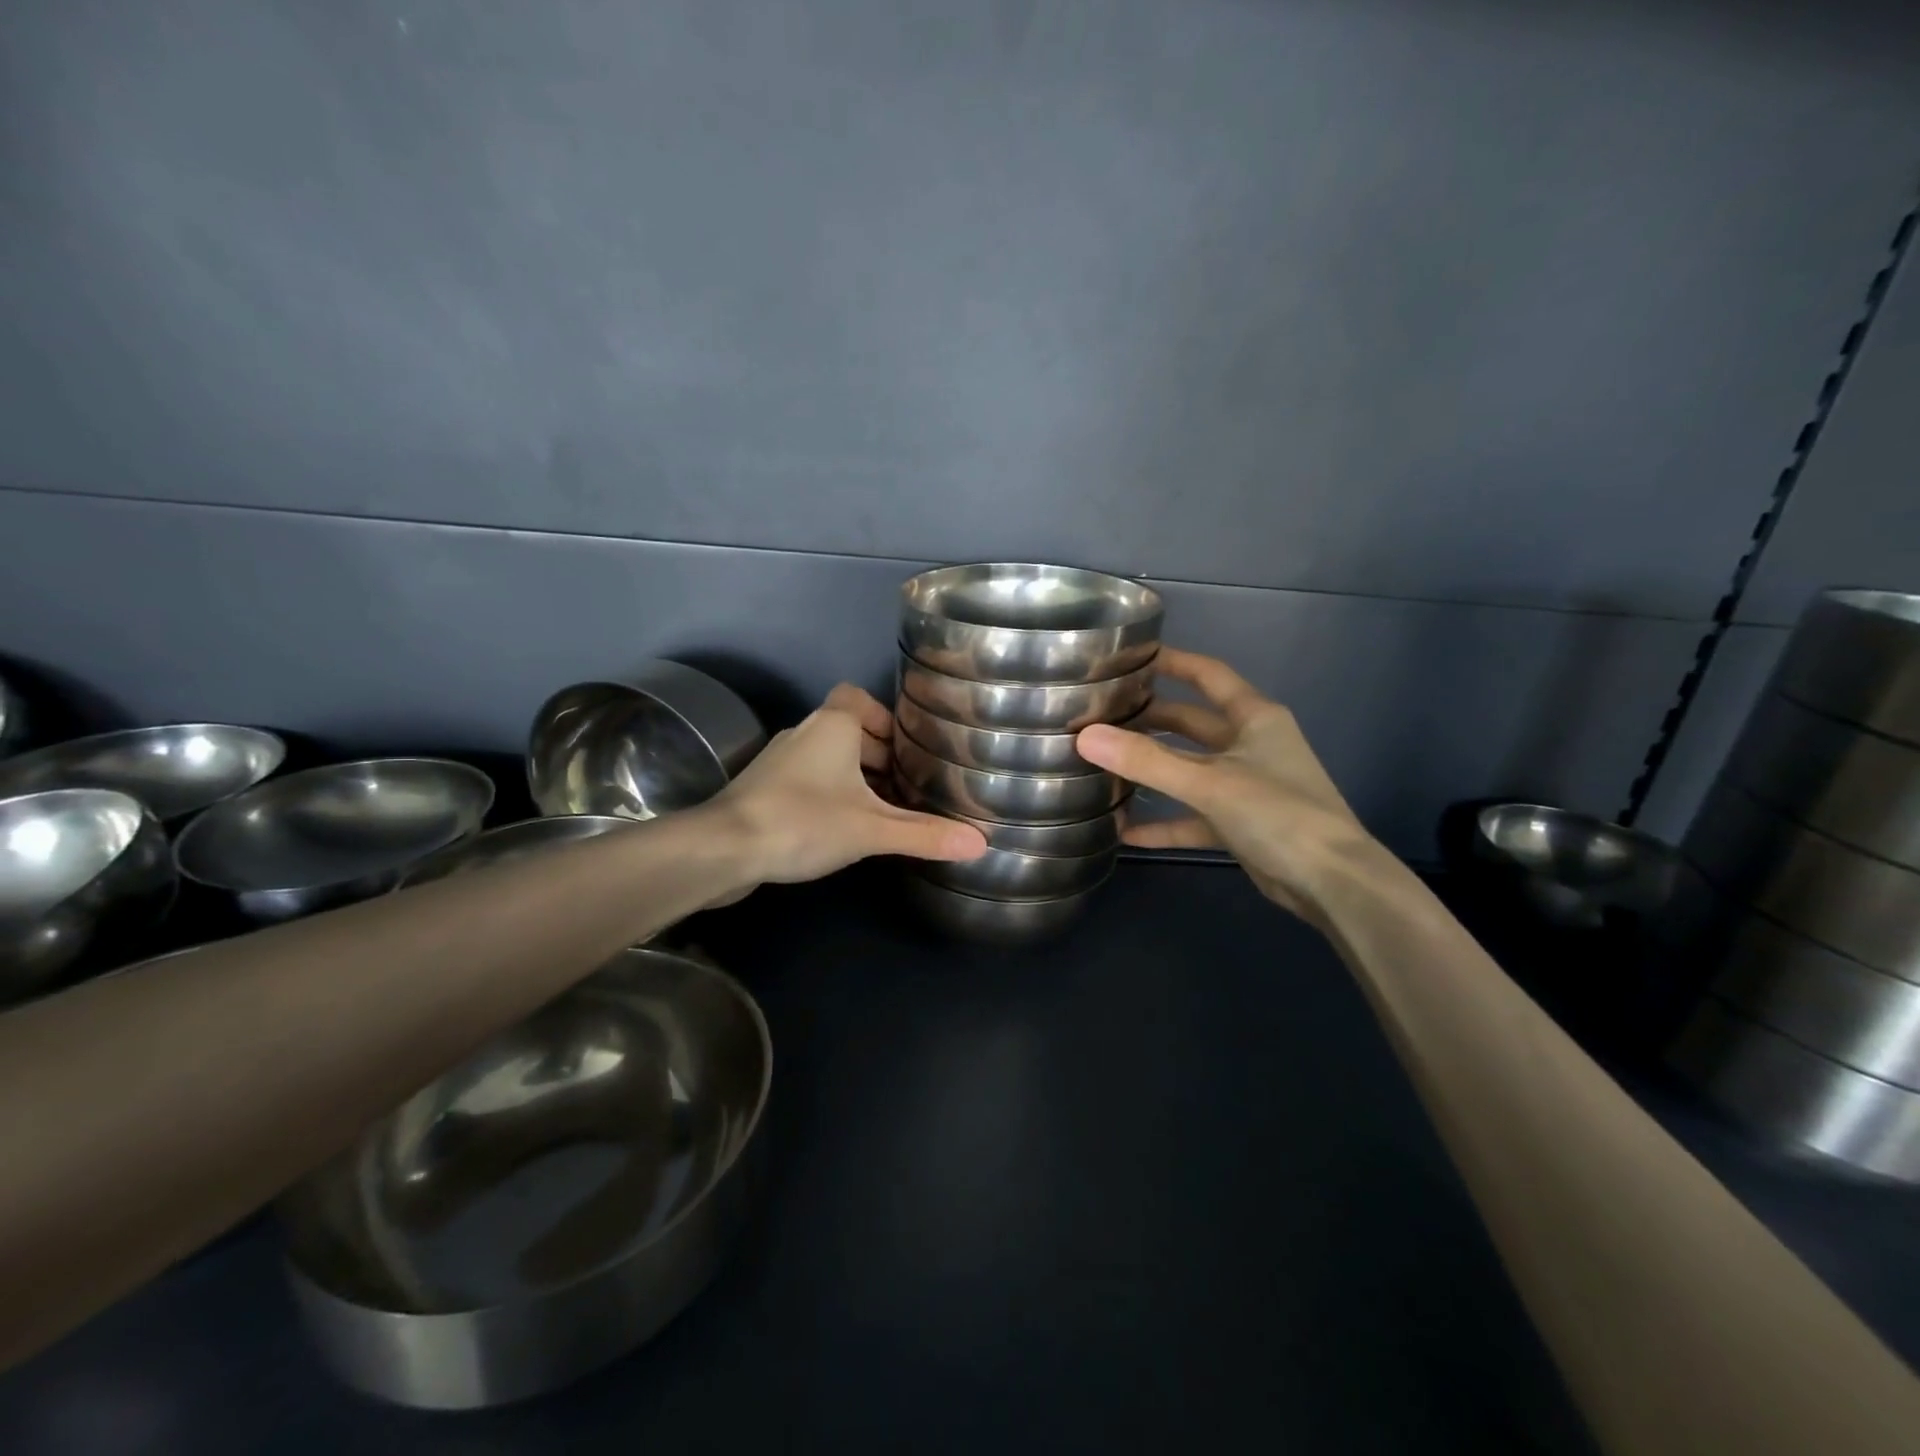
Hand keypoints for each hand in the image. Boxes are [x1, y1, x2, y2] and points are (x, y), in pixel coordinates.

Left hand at [713, 684, 986, 890]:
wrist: (723, 848)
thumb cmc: (803, 821)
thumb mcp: (872, 829)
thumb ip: (924, 834)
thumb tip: (980, 844)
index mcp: (832, 725)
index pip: (857, 697)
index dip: (883, 717)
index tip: (906, 748)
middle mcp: (803, 733)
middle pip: (847, 730)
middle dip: (877, 754)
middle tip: (907, 784)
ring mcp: (778, 761)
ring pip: (826, 757)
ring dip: (852, 776)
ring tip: (882, 808)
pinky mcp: (762, 789)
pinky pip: (806, 780)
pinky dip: (827, 793)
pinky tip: (841, 827)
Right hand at [1077, 649, 1377, 919]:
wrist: (1332, 882)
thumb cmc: (1278, 814)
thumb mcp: (1208, 783)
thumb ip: (1146, 761)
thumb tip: (1085, 736)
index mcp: (1254, 718)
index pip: (1208, 675)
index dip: (1172, 662)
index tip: (1130, 658)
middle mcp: (1250, 744)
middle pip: (1191, 723)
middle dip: (1150, 720)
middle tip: (1102, 717)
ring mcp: (1246, 785)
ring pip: (1190, 769)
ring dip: (1153, 771)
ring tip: (1105, 767)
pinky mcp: (1240, 822)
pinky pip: (1194, 816)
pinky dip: (1165, 822)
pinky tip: (1127, 832)